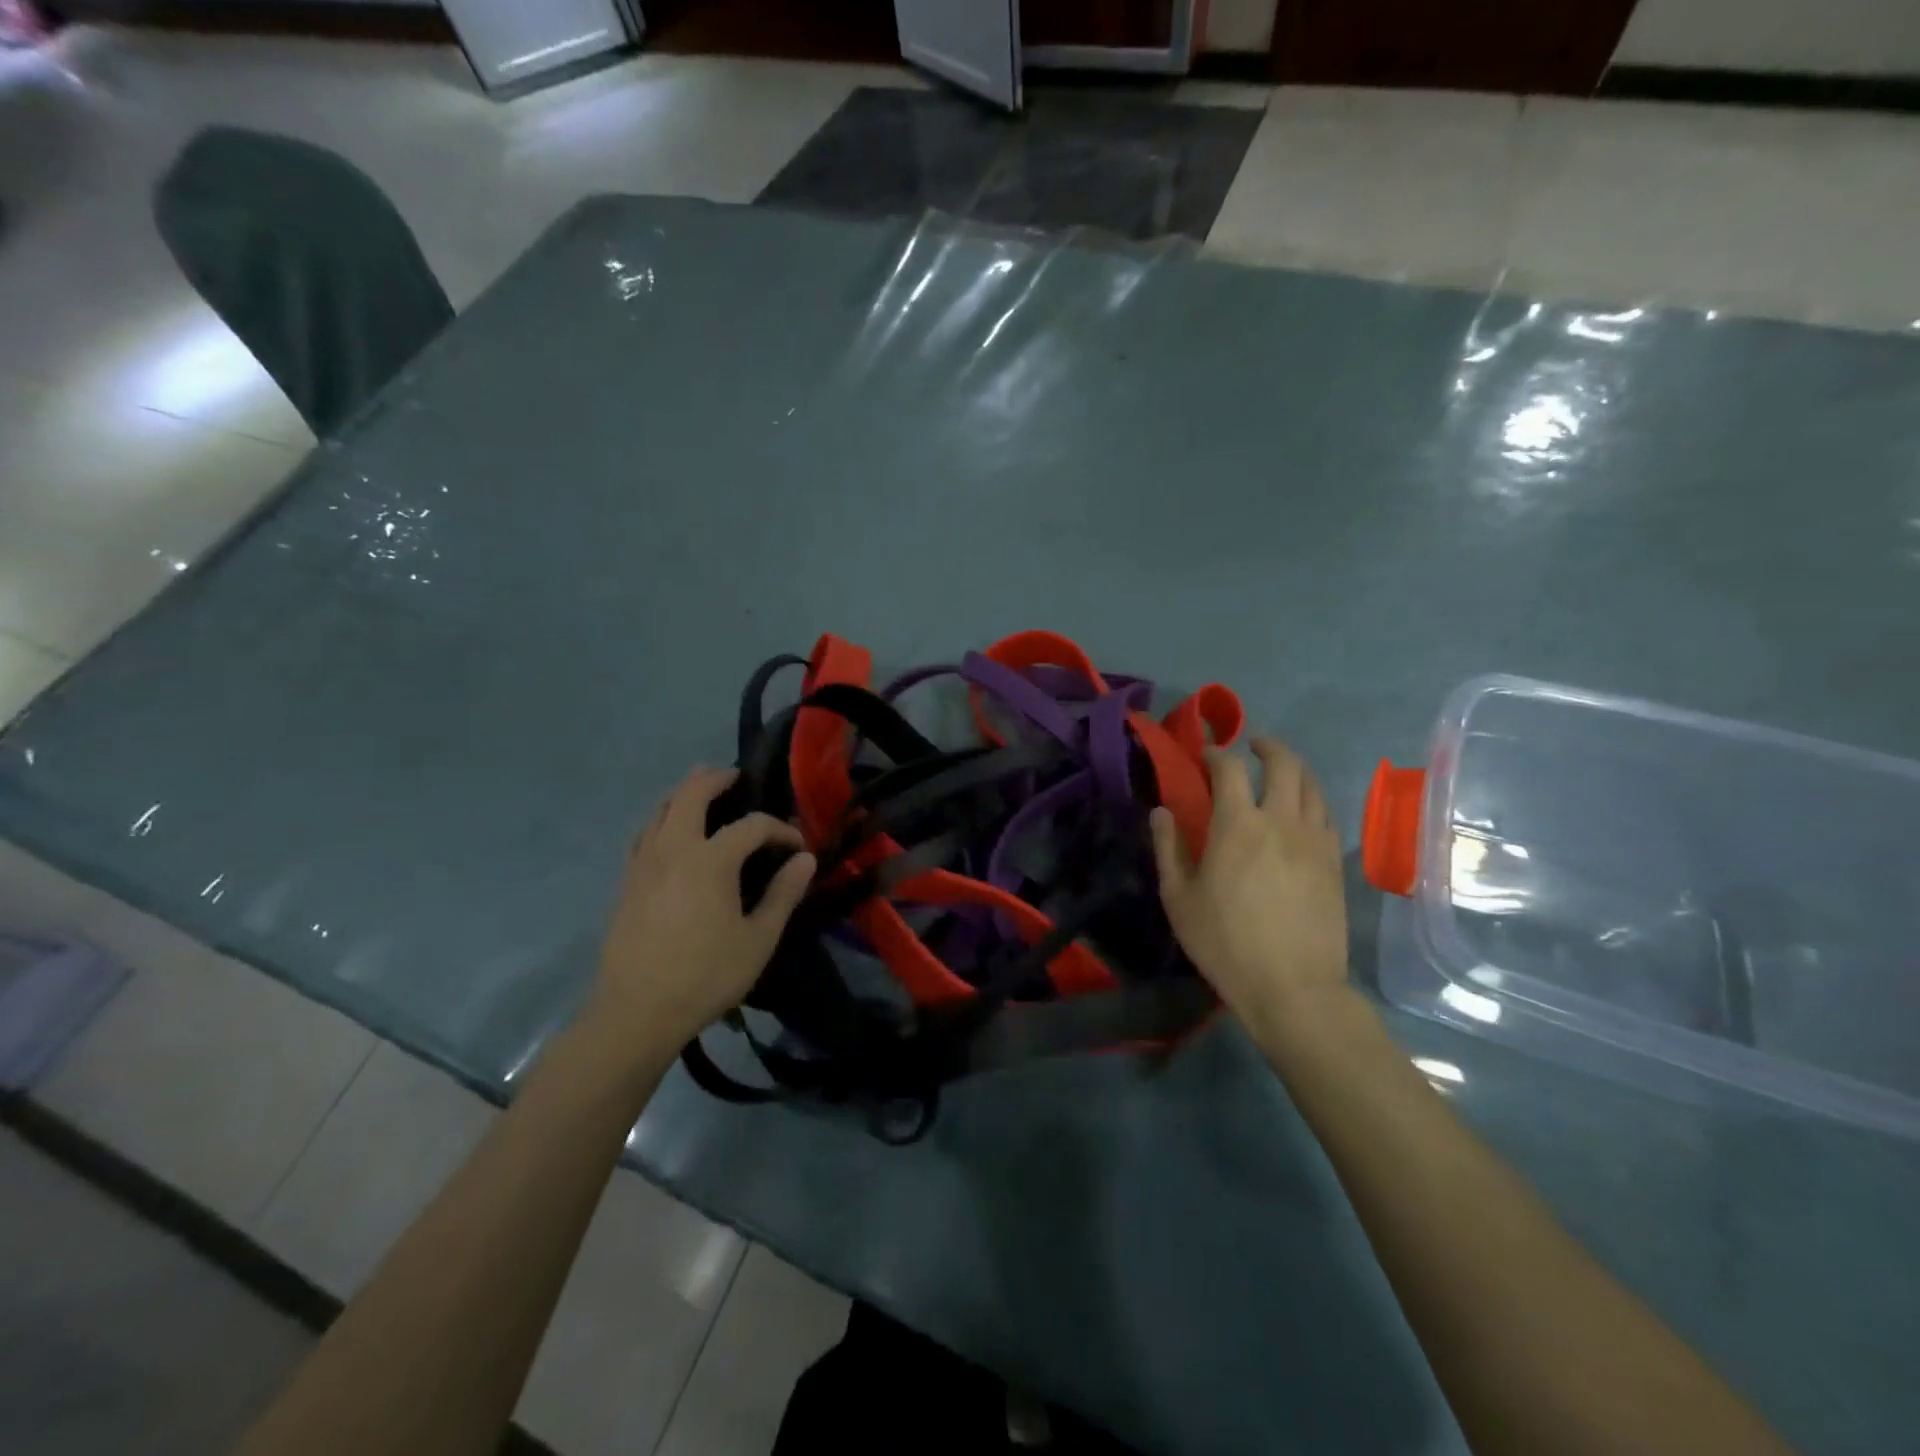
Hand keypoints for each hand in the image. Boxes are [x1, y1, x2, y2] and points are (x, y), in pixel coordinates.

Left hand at [589, 766, 815, 1049]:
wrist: (636, 1013)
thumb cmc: (706, 976)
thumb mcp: (758, 939)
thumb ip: (783, 895)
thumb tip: (805, 860)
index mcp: (710, 860)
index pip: (751, 826)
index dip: (779, 829)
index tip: (797, 846)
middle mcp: (673, 849)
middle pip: (690, 795)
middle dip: (715, 779)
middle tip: (734, 776)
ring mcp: (643, 864)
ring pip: (659, 810)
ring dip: (682, 793)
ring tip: (699, 791)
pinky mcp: (626, 883)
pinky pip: (643, 834)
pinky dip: (660, 820)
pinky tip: (667, 833)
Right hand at [1150, 738, 1348, 1041]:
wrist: (1293, 987)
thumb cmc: (1225, 943)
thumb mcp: (1179, 898)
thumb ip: (1168, 848)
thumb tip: (1162, 812)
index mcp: (1238, 825)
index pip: (1230, 769)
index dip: (1217, 754)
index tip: (1206, 756)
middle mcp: (1282, 820)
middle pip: (1284, 764)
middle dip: (1267, 747)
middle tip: (1253, 747)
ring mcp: (1315, 840)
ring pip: (1313, 786)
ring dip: (1295, 768)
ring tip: (1281, 771)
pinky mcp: (1335, 862)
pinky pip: (1327, 815)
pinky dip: (1312, 800)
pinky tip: (1302, 811)